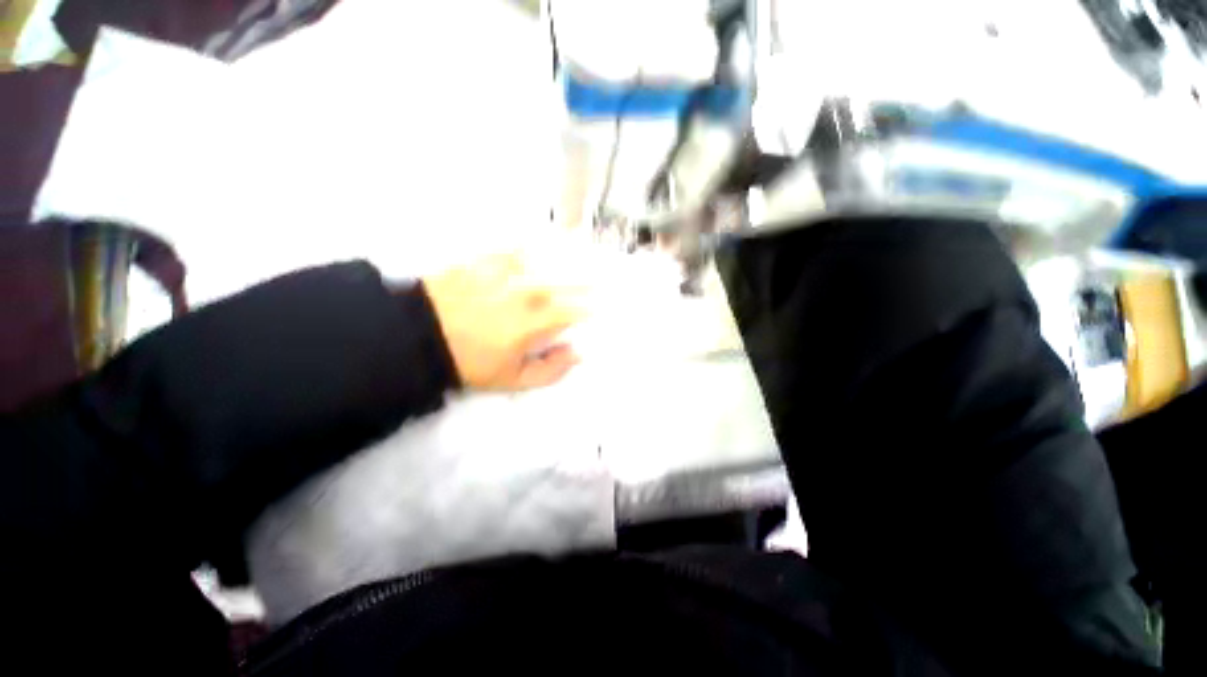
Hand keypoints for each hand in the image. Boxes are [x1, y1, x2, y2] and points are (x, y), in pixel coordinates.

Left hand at [423, 251, 586, 390]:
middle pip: (566, 281)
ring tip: (582, 247)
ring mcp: (505, 273)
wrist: (419, 336)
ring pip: (546, 259)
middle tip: (601, 276)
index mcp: (533, 322)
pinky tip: (542, 237)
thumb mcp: (512, 379)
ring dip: (567, 255)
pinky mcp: (486, 260)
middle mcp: (525, 293)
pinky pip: (515, 246)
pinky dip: (532, 242)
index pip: (574, 311)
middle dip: (588, 280)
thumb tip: (578, 353)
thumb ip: (550, 370)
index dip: (592, 308)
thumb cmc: (470, 361)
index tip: (601, 307)